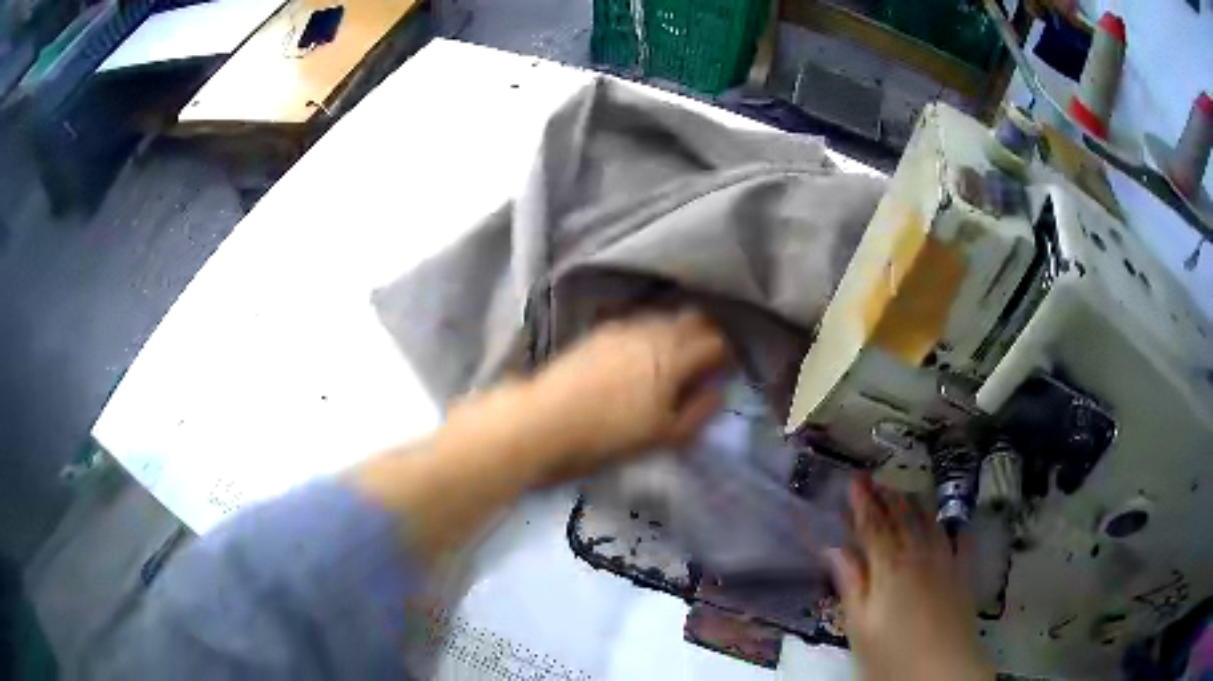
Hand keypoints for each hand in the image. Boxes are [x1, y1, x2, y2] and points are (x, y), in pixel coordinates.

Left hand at [518, 310, 729, 482]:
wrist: (546, 420)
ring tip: (675, 358)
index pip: (716, 341)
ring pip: (665, 317)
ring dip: (678, 332)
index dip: (727, 355)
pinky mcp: (601, 331)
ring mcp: (624, 326)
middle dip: (706, 335)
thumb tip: (719, 390)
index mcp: (674, 356)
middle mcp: (653, 331)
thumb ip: (699, 410)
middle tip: (705, 361)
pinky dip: (651, 332)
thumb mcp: (664, 435)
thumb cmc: (610, 434)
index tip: (725, 372)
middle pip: (694, 319)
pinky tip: (642, 353)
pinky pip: (639, 322)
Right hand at [827, 478, 993, 680]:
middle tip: (875, 480)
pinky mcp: (962, 574)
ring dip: (914, 505)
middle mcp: (919, 554)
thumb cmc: (891, 653)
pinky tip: (950, 524)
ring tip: (904, 494)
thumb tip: (836, 550)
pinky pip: (959, 540)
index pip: (873, 525)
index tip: (855, 479)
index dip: (863, 501)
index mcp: (890, 566)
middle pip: (902, 518)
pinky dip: (951, 527)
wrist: (941, 669)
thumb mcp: (860, 625)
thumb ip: (851, 584)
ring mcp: (945, 561)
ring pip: (929, 522)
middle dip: (887, 496)